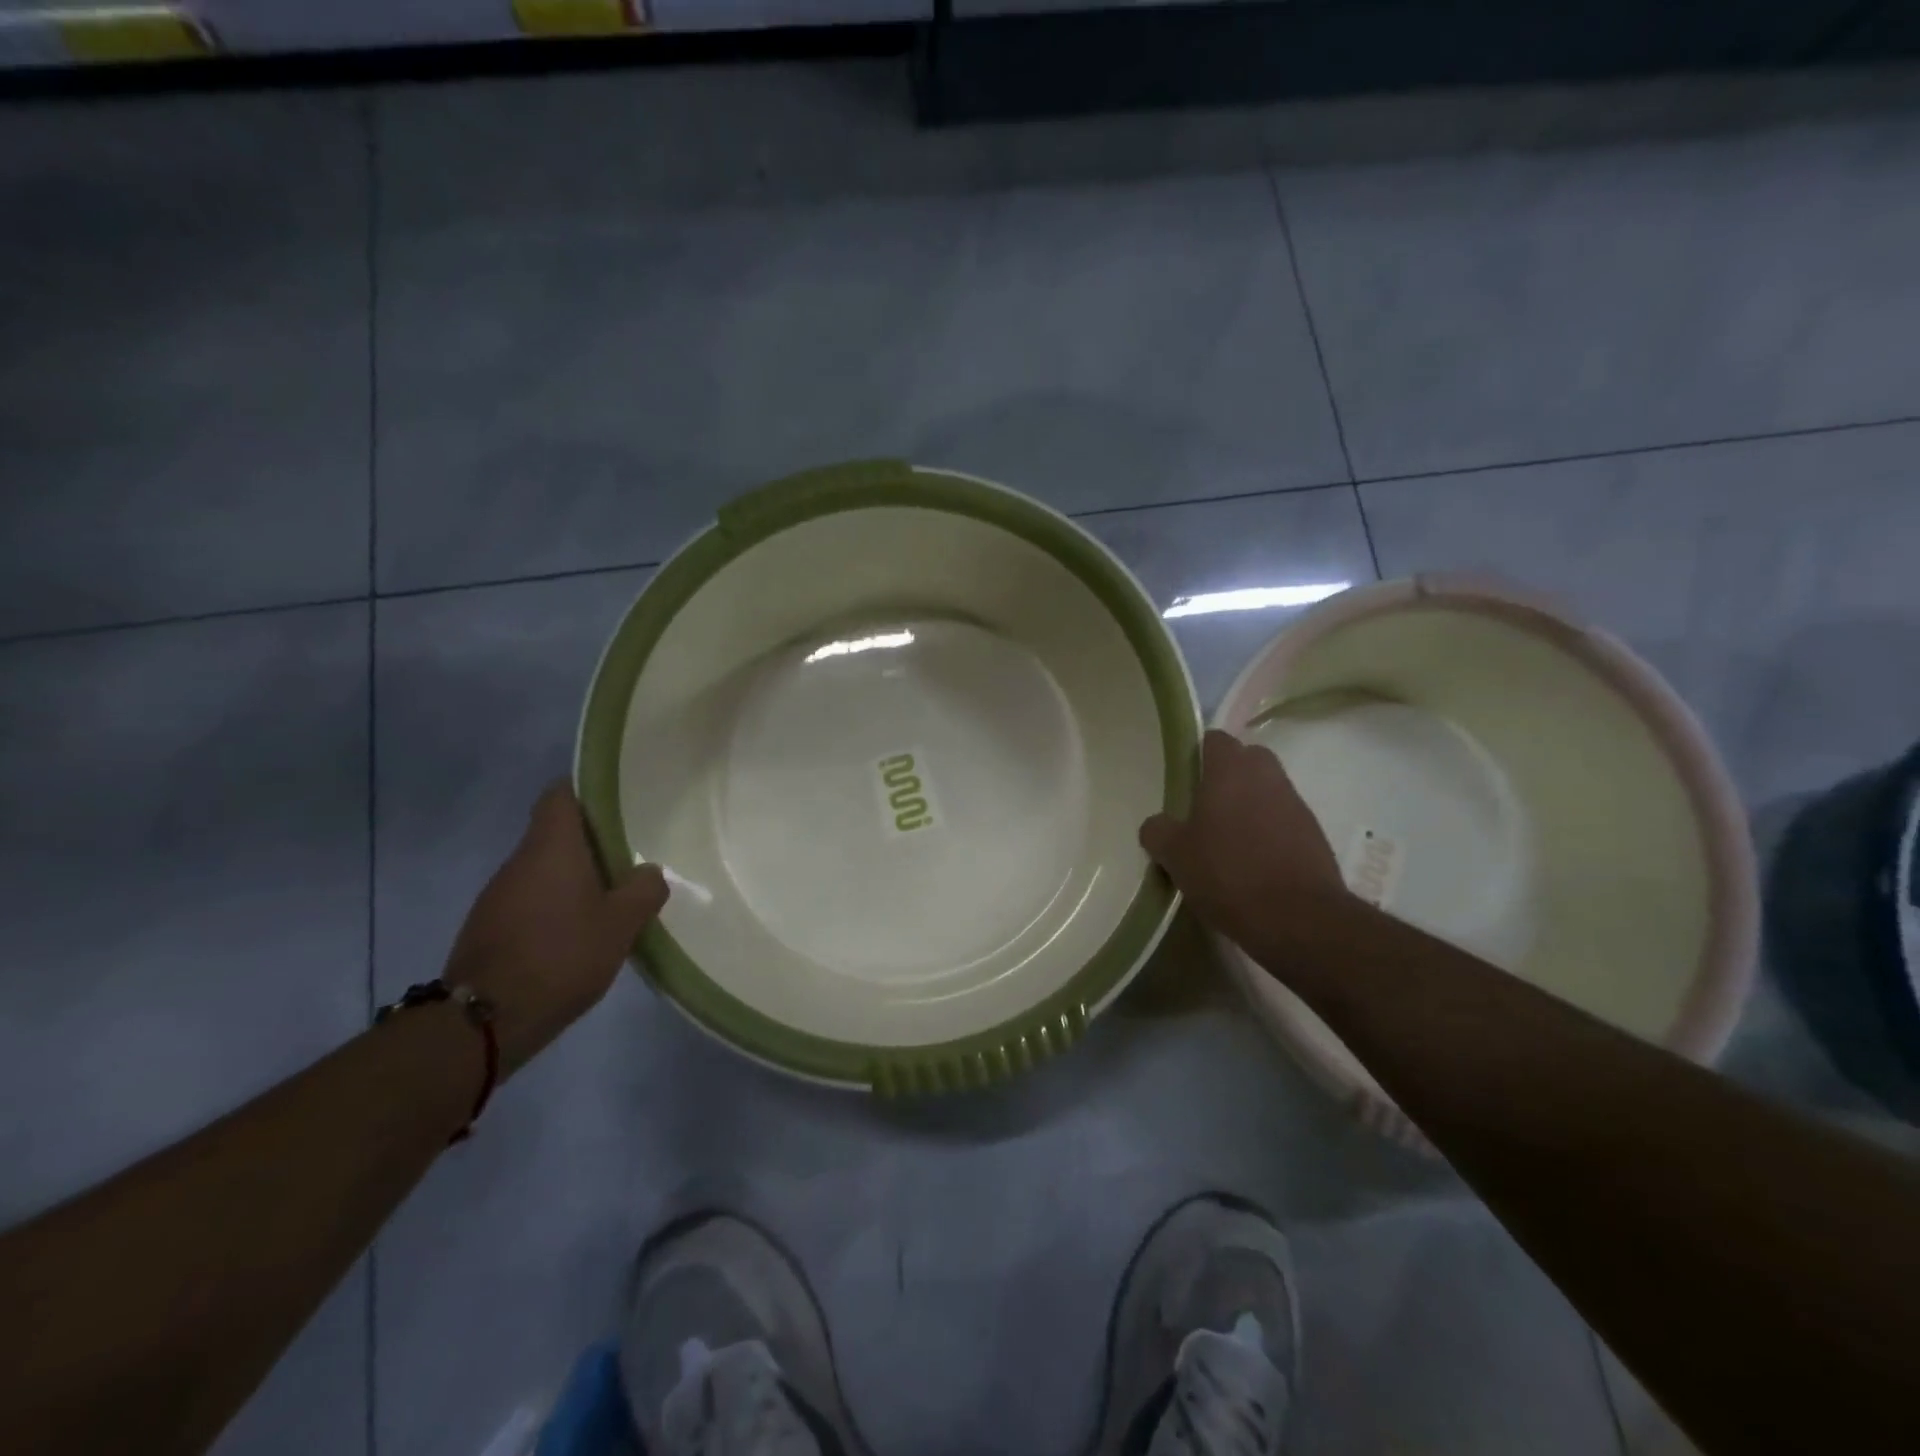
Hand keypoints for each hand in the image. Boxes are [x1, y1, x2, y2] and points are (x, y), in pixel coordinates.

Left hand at [444, 782, 668, 1073]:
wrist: (483, 1020)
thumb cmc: (561, 955)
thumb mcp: (621, 924)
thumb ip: (644, 891)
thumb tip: (649, 872)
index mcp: (551, 847)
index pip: (561, 794)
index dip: (587, 790)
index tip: (617, 801)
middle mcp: (519, 861)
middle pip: (554, 833)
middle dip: (590, 841)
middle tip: (629, 855)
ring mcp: (497, 895)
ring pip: (543, 869)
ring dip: (572, 877)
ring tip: (609, 897)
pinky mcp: (488, 926)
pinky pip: (529, 899)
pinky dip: (553, 905)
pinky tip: (577, 932)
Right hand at [1140, 729, 1350, 960]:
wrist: (1298, 919)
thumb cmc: (1228, 874)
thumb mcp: (1174, 855)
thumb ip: (1159, 831)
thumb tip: (1157, 825)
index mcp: (1231, 770)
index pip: (1215, 739)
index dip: (1198, 754)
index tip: (1183, 777)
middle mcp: (1267, 776)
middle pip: (1247, 760)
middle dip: (1228, 776)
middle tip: (1203, 807)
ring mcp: (1296, 804)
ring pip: (1267, 791)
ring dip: (1250, 805)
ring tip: (1227, 840)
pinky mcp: (1315, 835)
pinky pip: (1284, 821)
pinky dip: (1269, 832)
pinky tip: (1253, 863)